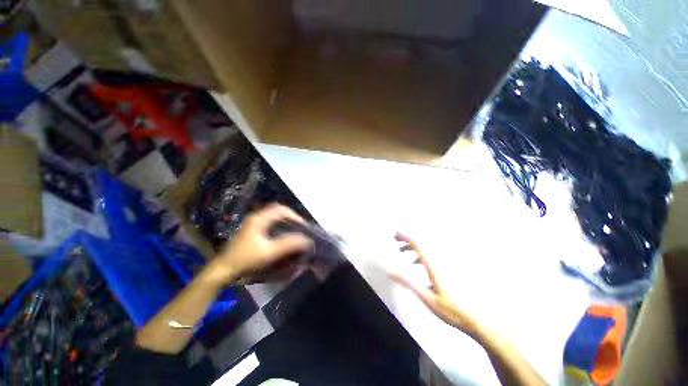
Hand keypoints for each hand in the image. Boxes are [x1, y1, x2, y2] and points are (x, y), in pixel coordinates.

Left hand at [206, 204, 313, 285]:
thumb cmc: (245, 260)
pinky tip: (281, 234)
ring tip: (293, 230)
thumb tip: (306, 239)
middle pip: (277, 211)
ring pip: (273, 216)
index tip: (302, 226)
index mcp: (259, 219)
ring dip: (284, 220)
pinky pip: (269, 222)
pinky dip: (278, 225)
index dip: (294, 215)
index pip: (281, 209)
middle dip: (290, 217)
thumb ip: (288, 244)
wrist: (223, 270)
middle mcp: (255, 217)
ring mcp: (252, 223)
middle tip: (299, 227)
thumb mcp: (268, 253)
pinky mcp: (251, 230)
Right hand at [390, 233, 478, 334]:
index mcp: (433, 267)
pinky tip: (414, 263)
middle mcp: (438, 262)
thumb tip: (390, 271)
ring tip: (401, 251)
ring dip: (412, 247)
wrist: (472, 318)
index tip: (396, 233)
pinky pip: (429, 256)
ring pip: (425, 250)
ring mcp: (443, 266)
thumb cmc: (449, 309)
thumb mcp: (425, 297)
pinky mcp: (445, 271)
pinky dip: (418, 255)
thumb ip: (408, 282)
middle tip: (395, 238)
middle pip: (421, 244)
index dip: (406, 237)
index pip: (418, 245)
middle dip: (407, 239)